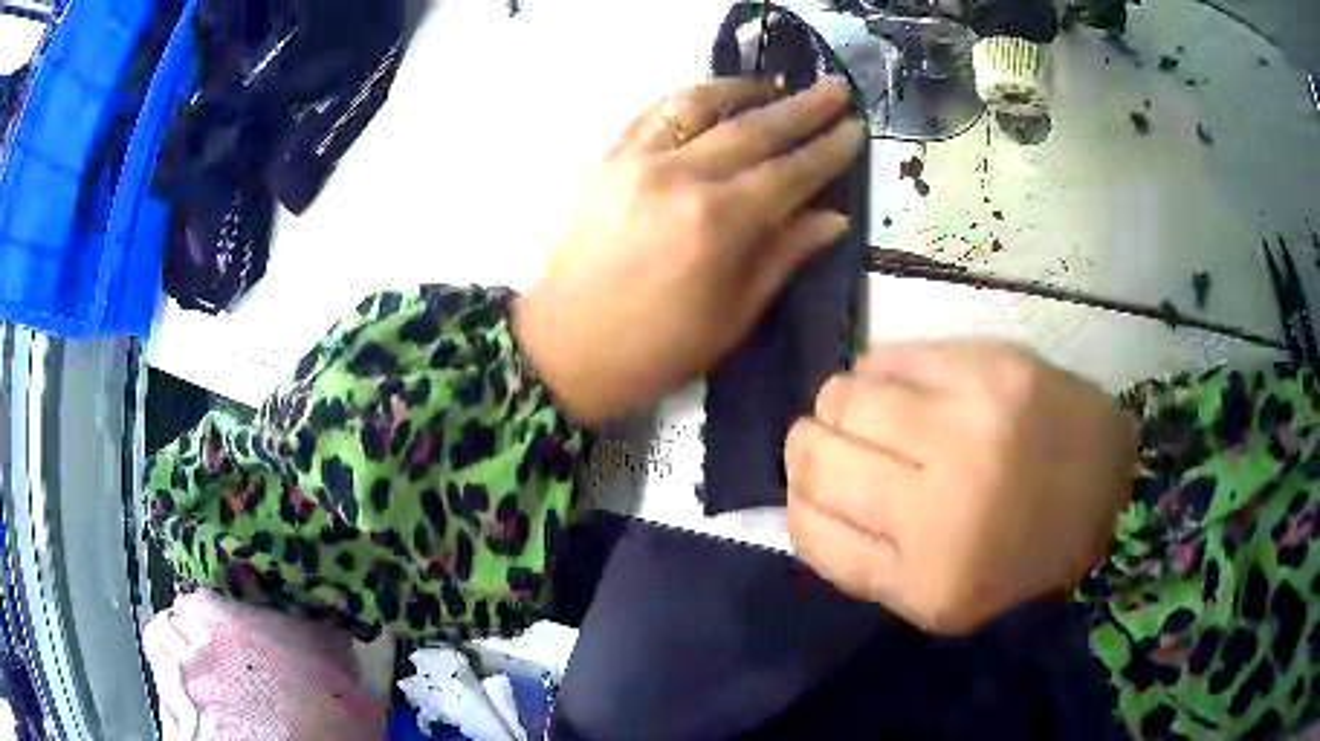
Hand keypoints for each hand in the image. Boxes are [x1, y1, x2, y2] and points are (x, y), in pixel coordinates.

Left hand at [514, 76, 864, 426]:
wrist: (564, 349)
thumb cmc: (657, 348)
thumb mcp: (733, 315)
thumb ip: (784, 255)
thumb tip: (833, 217)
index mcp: (717, 223)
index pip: (790, 172)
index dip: (828, 150)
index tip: (856, 128)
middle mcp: (679, 177)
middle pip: (753, 128)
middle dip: (802, 107)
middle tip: (835, 88)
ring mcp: (636, 160)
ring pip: (699, 105)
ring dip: (743, 89)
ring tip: (775, 84)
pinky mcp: (605, 159)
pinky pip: (653, 113)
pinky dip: (688, 98)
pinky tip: (710, 96)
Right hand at [785, 342, 1136, 635]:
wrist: (1112, 491)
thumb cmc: (1022, 556)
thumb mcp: (938, 597)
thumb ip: (864, 557)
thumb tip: (801, 496)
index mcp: (928, 581)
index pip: (809, 530)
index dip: (800, 503)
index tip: (816, 492)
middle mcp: (945, 505)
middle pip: (816, 457)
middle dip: (810, 447)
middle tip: (839, 445)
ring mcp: (973, 425)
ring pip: (843, 396)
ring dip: (843, 405)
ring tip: (876, 415)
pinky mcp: (994, 367)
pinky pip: (891, 357)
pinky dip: (880, 372)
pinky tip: (906, 389)